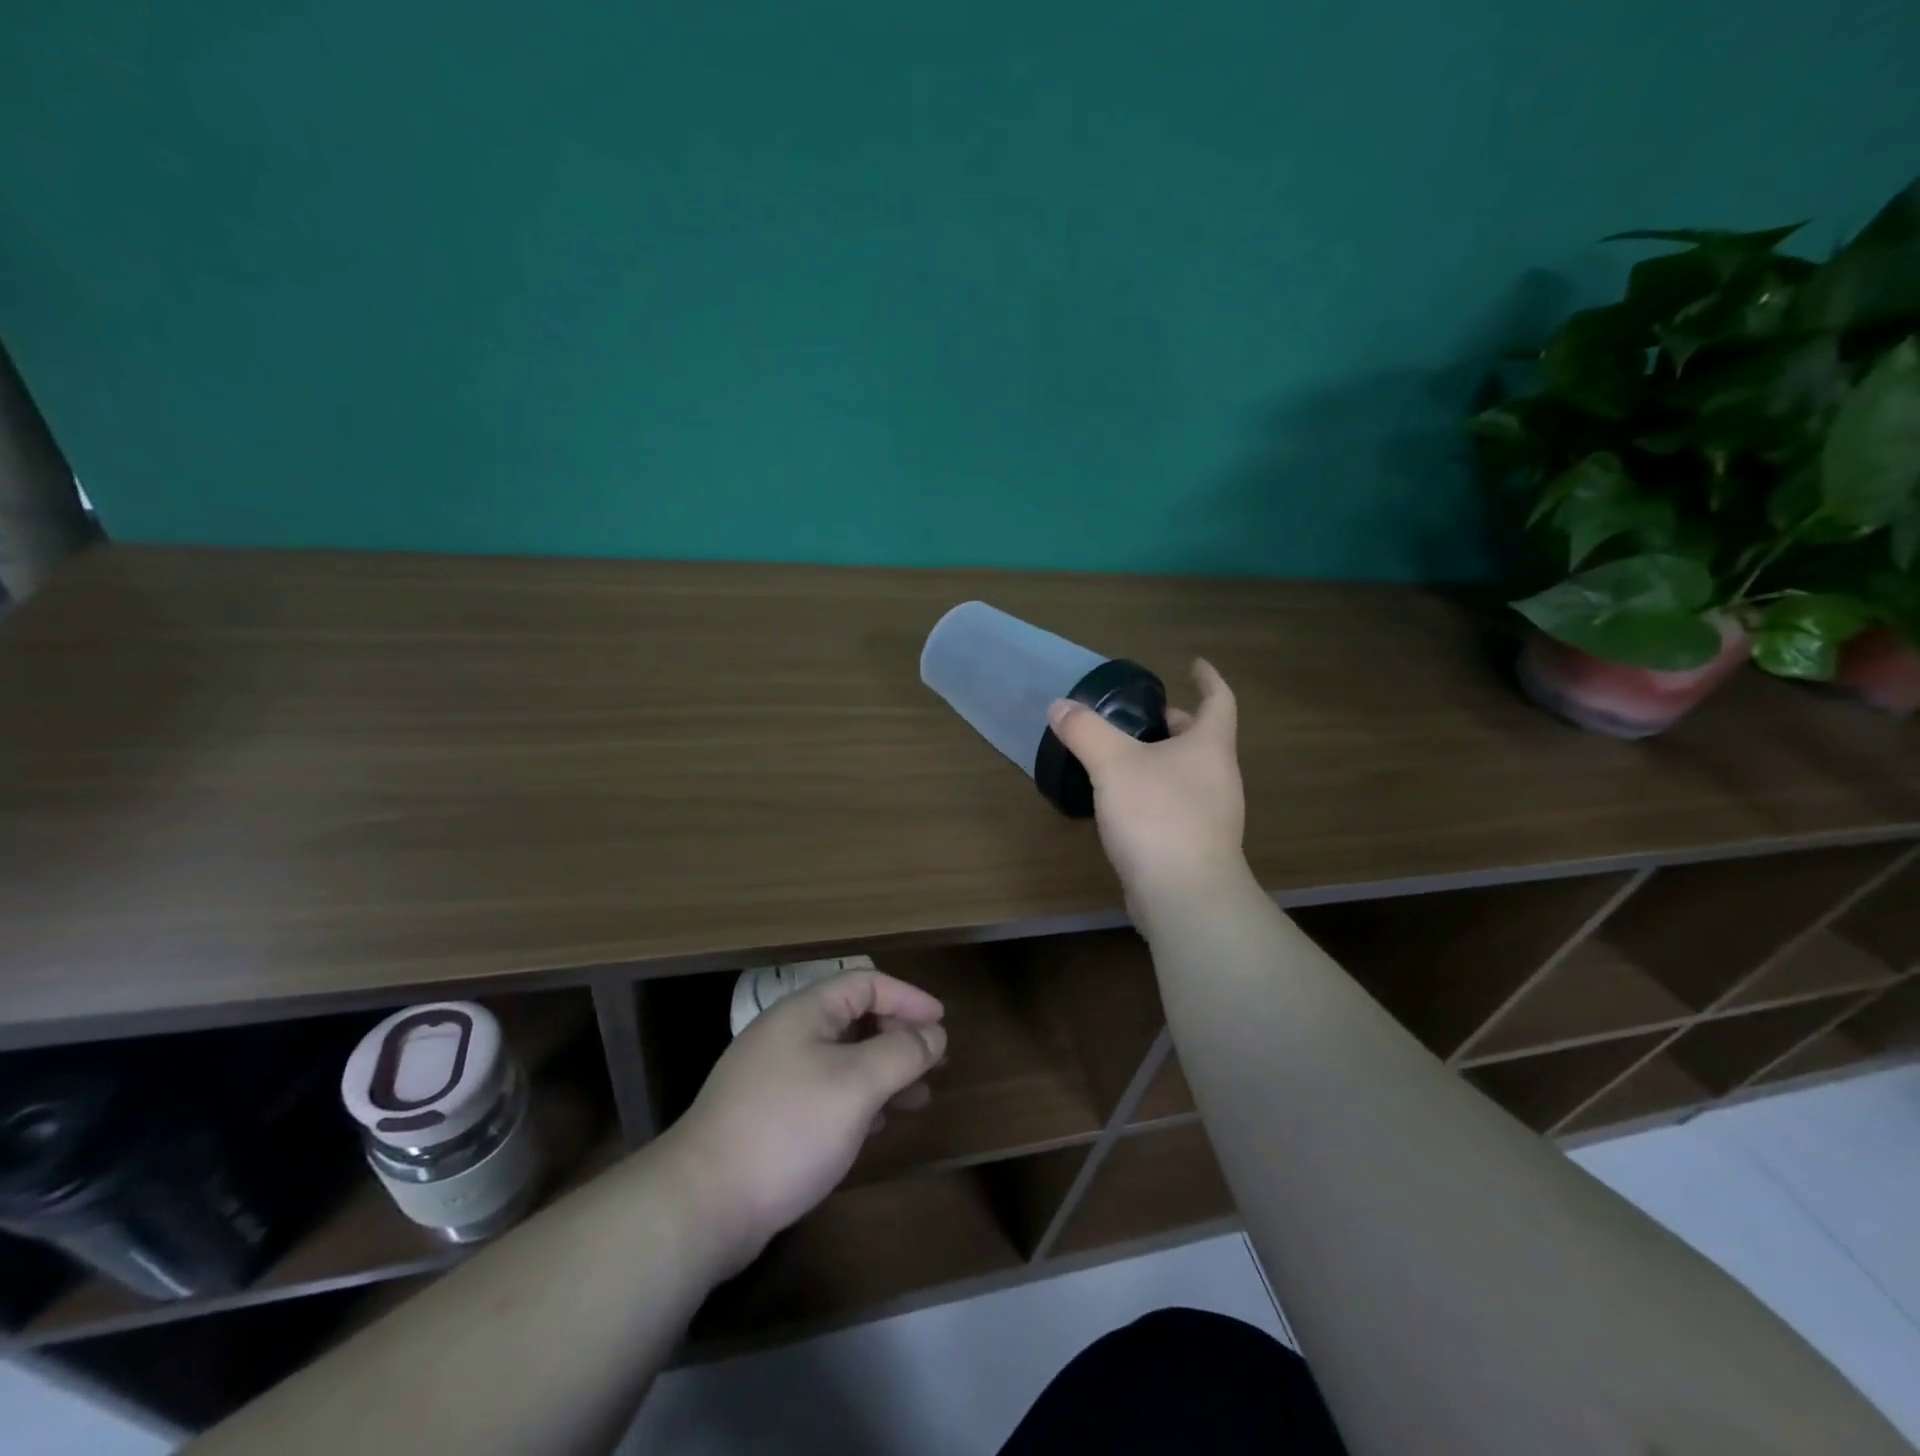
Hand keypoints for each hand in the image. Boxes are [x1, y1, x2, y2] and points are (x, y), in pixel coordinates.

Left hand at [659, 970, 946, 1274]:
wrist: (702, 1204)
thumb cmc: (788, 1128)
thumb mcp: (856, 1085)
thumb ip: (901, 1053)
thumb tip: (934, 1034)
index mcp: (804, 1012)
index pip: (865, 983)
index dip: (908, 997)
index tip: (941, 1023)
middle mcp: (788, 1035)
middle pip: (854, 1019)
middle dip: (899, 1037)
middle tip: (935, 1062)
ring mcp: (775, 1076)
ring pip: (843, 1058)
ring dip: (883, 1072)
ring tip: (918, 1097)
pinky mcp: (769, 1116)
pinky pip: (826, 1091)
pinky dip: (858, 1099)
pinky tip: (877, 1123)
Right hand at [1047, 658, 1245, 901]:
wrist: (1185, 896)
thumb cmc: (1157, 816)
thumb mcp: (1113, 765)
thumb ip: (1085, 731)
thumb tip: (1060, 707)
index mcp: (1209, 747)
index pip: (1219, 700)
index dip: (1208, 679)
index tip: (1194, 664)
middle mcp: (1218, 777)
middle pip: (1201, 739)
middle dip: (1173, 724)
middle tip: (1140, 717)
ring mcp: (1212, 816)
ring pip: (1187, 774)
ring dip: (1161, 761)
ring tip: (1122, 758)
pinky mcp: (1196, 847)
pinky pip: (1176, 807)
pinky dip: (1154, 794)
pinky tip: (1123, 805)